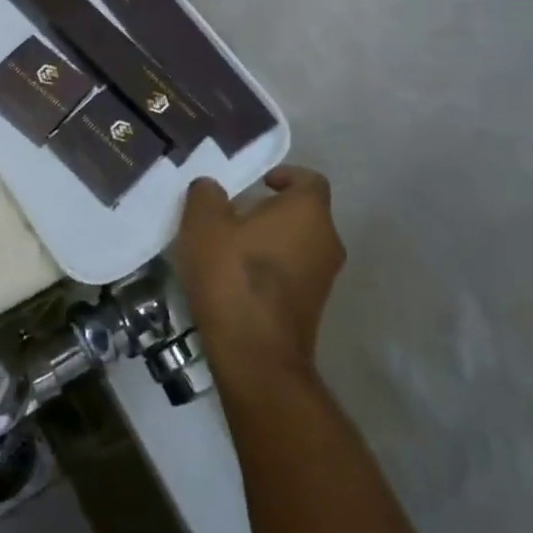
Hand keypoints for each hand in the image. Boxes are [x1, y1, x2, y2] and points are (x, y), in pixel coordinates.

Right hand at [174, 166, 343, 374]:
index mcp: (309, 212)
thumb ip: (206, 195)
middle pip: (302, 214)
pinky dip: (272, 271)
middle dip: (270, 212)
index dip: (284, 176)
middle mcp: (327, 241)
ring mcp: (325, 279)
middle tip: (232, 216)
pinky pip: (294, 275)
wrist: (256, 356)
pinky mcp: (313, 309)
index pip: (308, 179)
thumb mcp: (204, 223)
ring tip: (229, 250)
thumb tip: (211, 189)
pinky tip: (237, 281)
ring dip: (270, 242)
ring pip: (298, 245)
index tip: (258, 184)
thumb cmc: (233, 275)